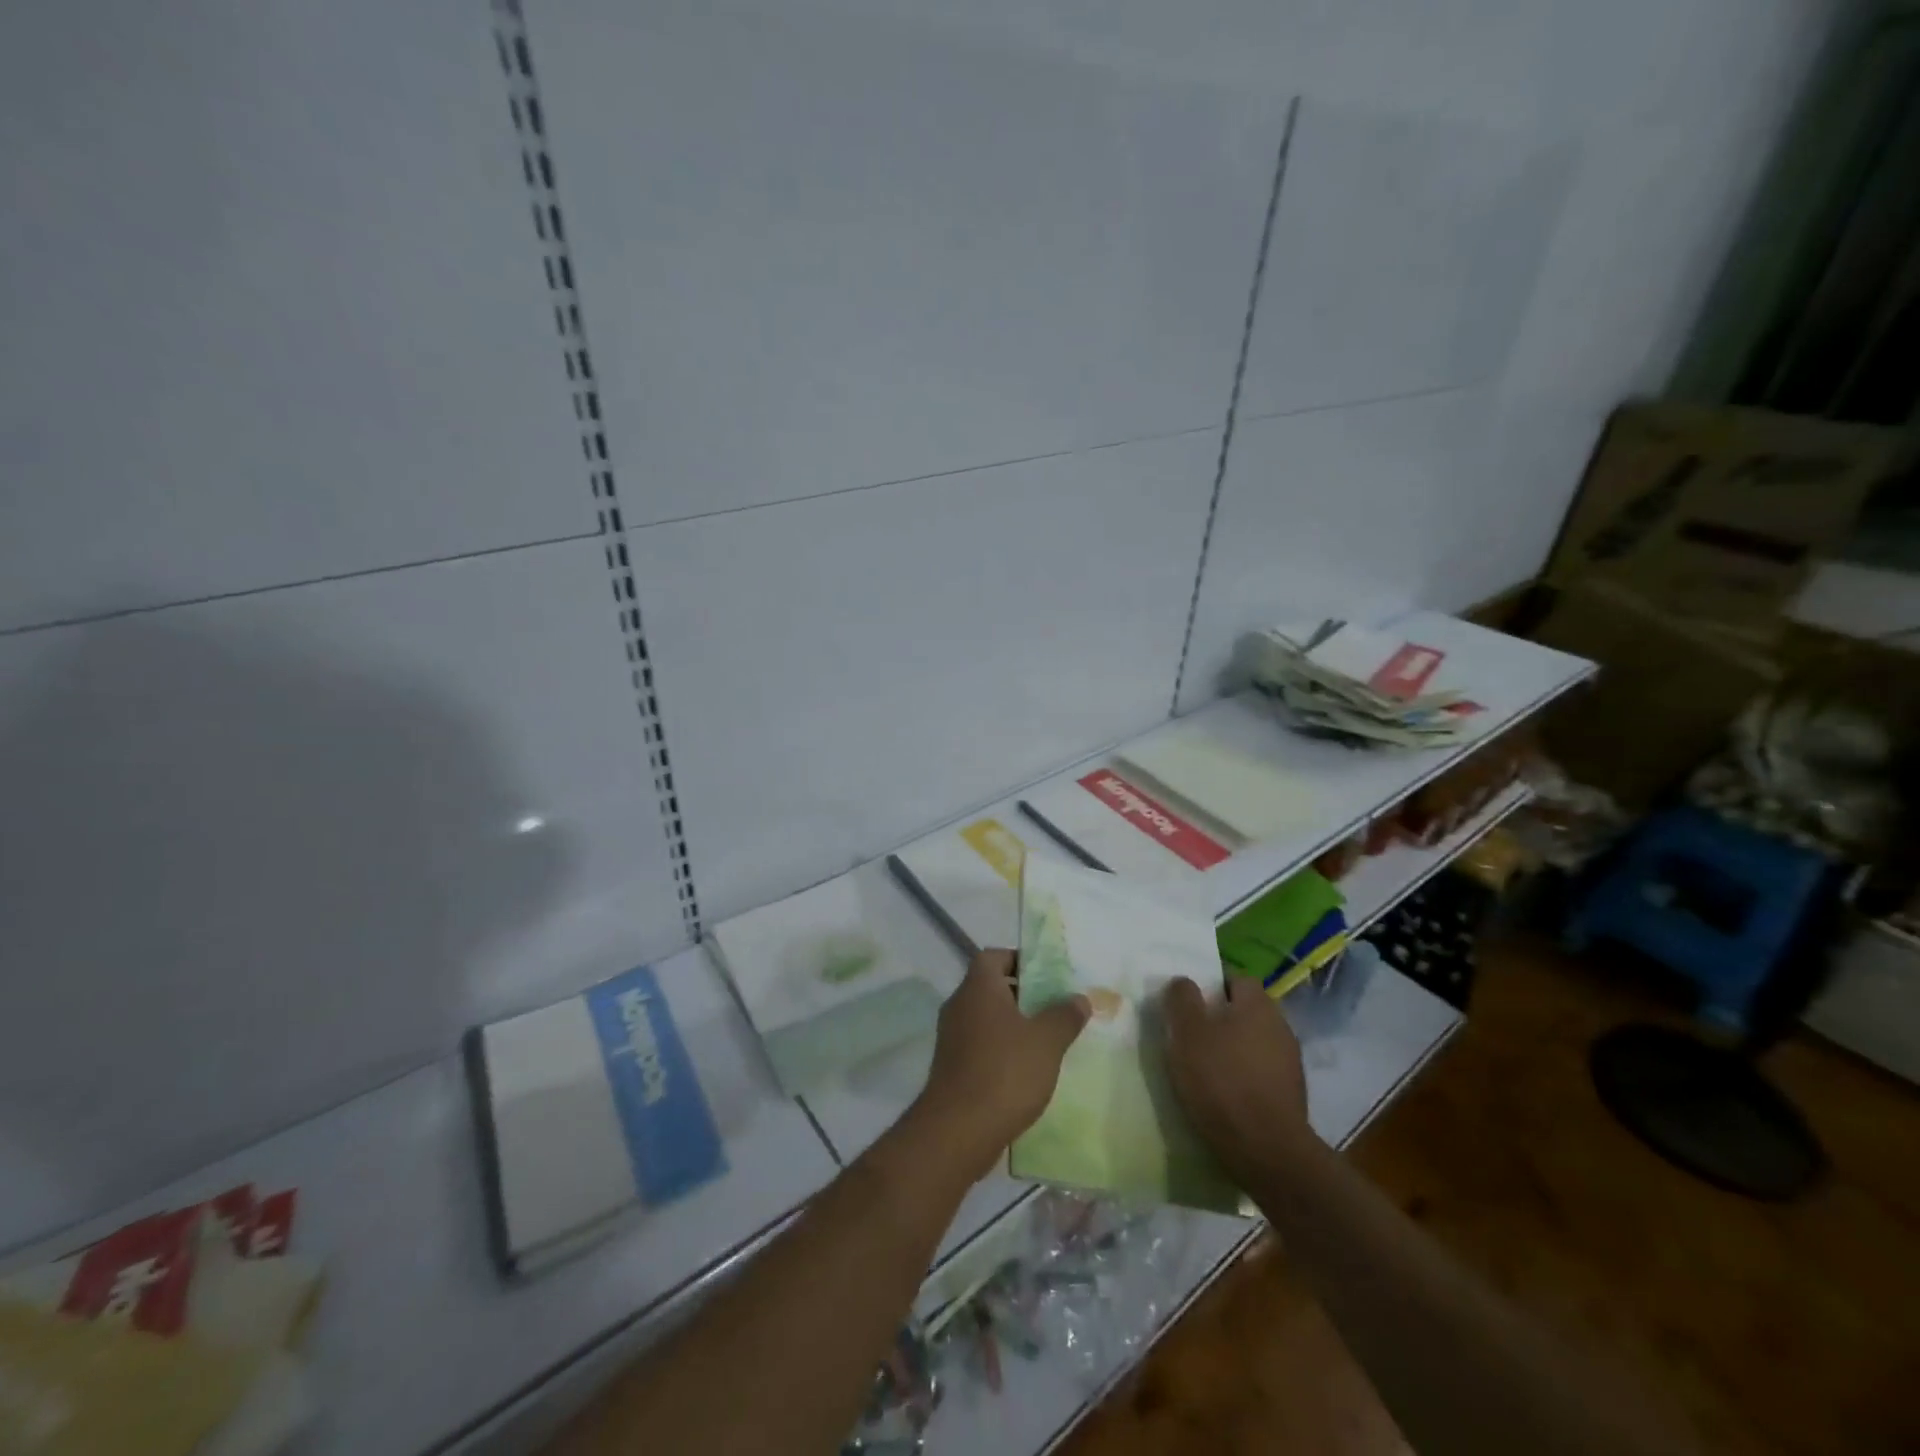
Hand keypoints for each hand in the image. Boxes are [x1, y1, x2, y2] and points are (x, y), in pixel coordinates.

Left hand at [912, 949, 1089, 1179]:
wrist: (958, 1130)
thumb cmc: (1005, 1072)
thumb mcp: (1047, 1041)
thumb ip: (1064, 1016)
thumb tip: (1078, 998)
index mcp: (978, 987)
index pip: (994, 956)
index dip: (1019, 960)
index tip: (1046, 975)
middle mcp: (960, 1004)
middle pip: (990, 986)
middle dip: (1022, 994)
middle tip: (1054, 1007)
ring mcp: (951, 1036)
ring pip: (986, 1018)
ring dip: (1012, 1024)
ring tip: (1046, 1040)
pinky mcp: (951, 1066)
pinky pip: (980, 1044)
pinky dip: (1001, 1049)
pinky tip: (1026, 1069)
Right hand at [1163, 975, 1312, 1183]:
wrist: (1267, 1151)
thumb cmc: (1221, 1080)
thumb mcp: (1186, 1032)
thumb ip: (1182, 999)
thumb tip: (1184, 982)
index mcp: (1258, 1004)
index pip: (1236, 979)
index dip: (1211, 987)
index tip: (1189, 1006)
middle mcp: (1281, 1026)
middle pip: (1246, 1012)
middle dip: (1221, 1020)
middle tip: (1191, 1037)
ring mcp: (1291, 1063)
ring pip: (1254, 1043)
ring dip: (1233, 1050)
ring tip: (1205, 1070)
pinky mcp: (1292, 1096)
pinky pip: (1261, 1073)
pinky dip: (1244, 1078)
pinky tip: (1225, 1095)